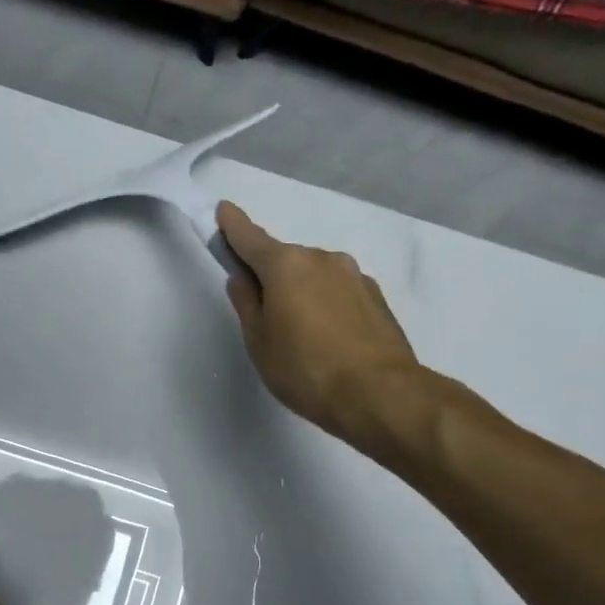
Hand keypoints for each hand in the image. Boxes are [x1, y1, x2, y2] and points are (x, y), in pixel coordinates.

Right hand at [217, 201, 429, 448]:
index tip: (224, 210)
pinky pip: (338, 293)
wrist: (380, 394)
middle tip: (264, 316)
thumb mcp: (259, 341)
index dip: (233, 226)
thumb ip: (247, 303)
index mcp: (286, 264)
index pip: (250, 237)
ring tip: (301, 336)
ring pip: (314, 276)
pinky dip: (327, 305)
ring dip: (302, 292)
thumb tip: (243, 278)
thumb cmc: (305, 369)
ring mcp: (354, 275)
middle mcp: (322, 258)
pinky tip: (329, 339)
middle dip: (271, 276)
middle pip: (285, 260)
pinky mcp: (376, 297)